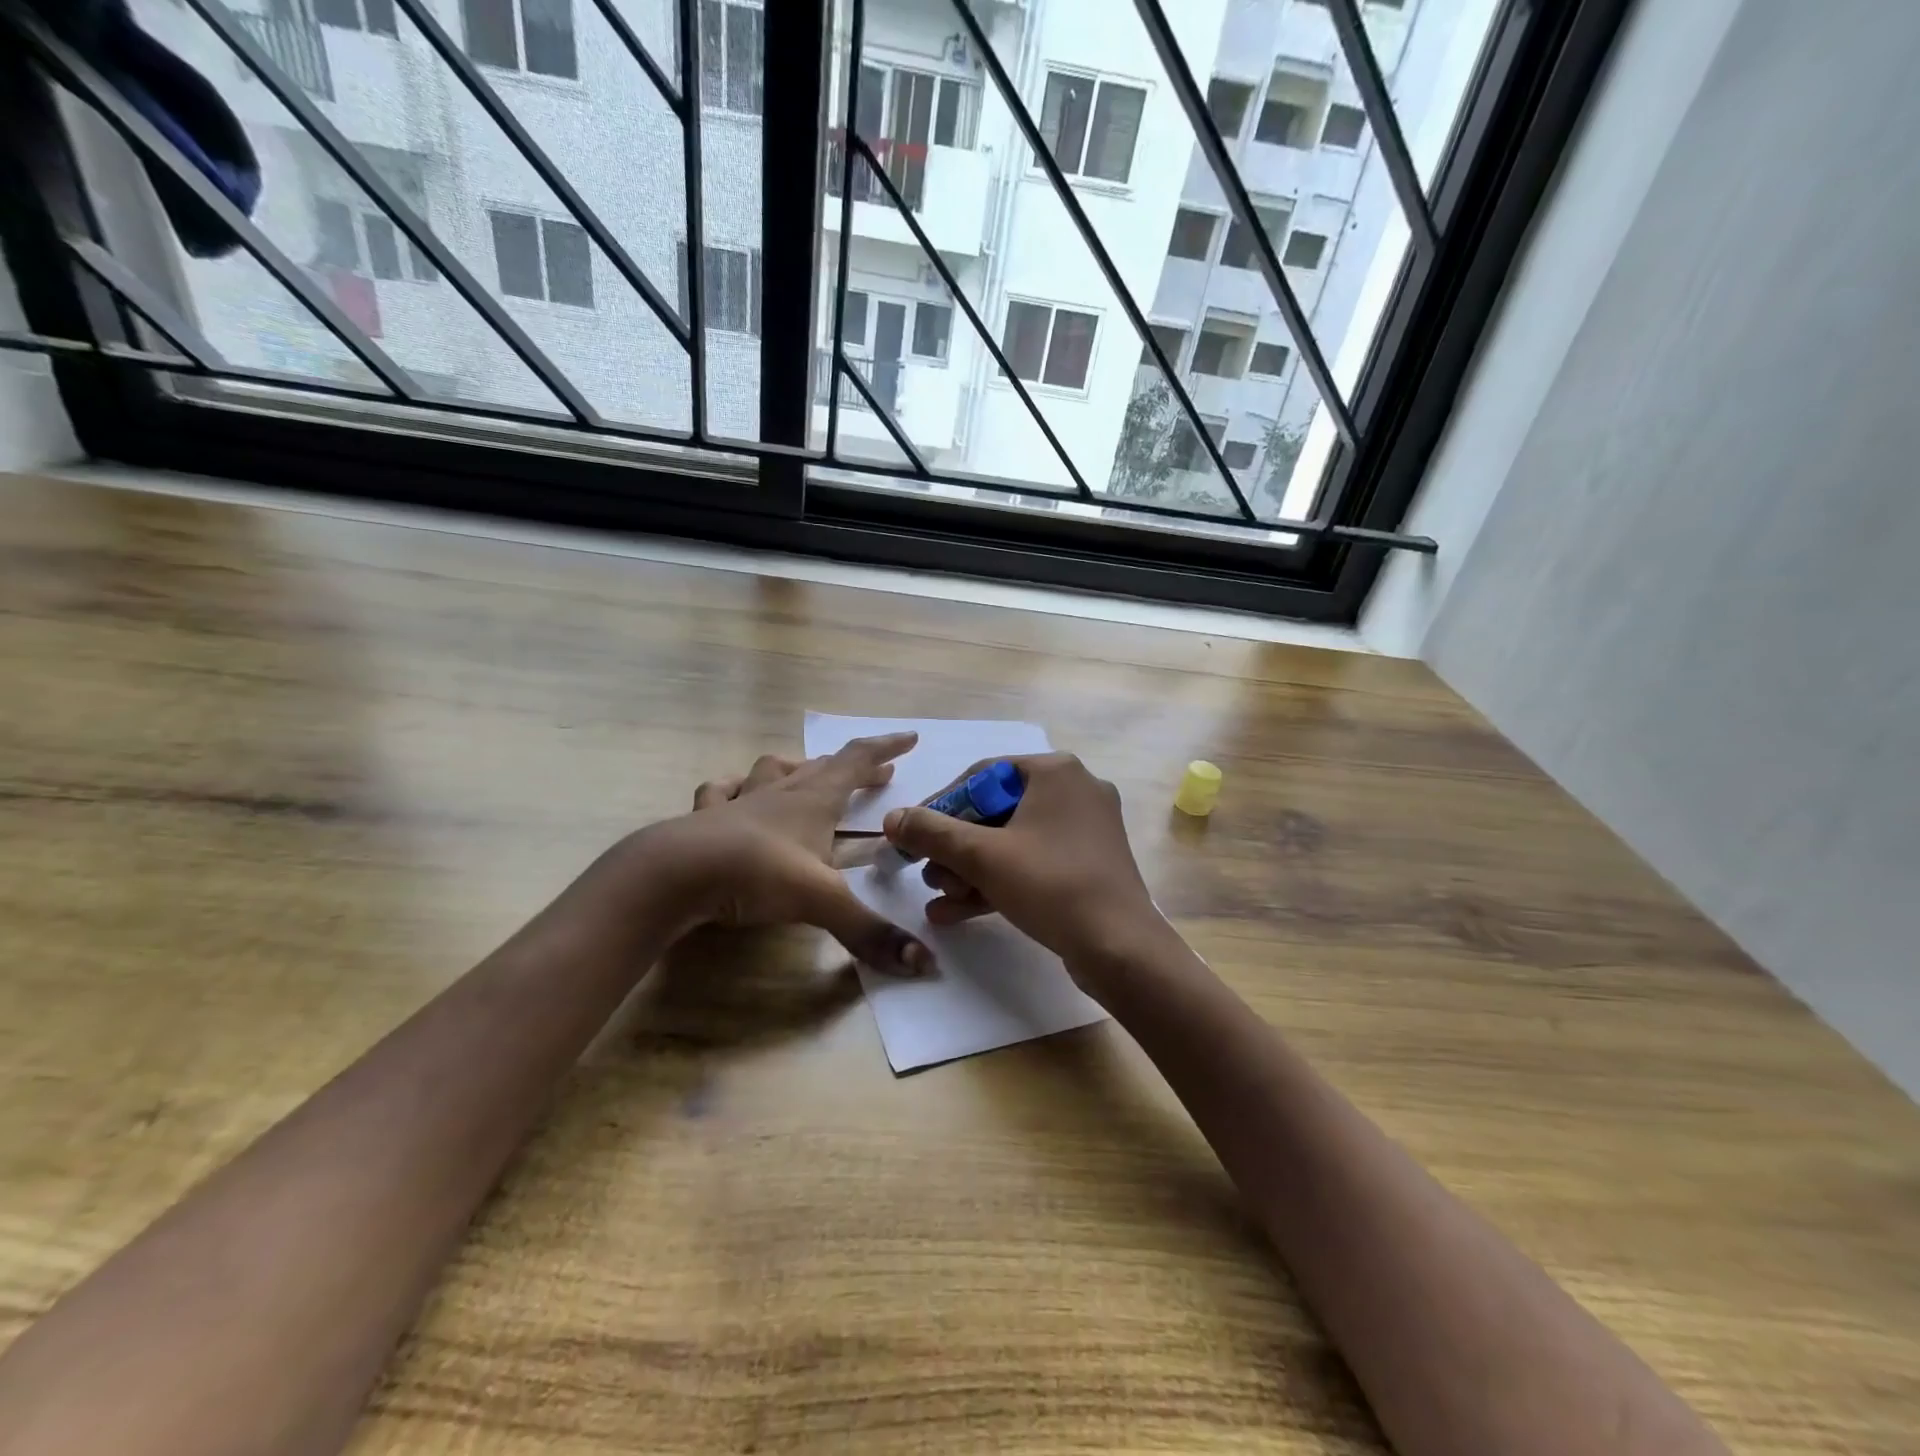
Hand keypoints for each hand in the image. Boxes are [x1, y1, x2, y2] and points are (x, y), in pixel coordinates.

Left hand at [643, 733, 931, 975]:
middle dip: (855, 767)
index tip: (910, 738)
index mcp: (813, 800)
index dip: (885, 747)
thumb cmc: (756, 873)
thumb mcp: (821, 902)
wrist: (674, 873)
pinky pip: (721, 792)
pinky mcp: (705, 819)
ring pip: (773, 772)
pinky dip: (734, 788)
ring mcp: (739, 802)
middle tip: (879, 771)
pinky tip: (733, 792)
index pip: (856, 761)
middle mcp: (780, 793)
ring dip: (797, 769)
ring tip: (808, 772)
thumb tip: (924, 964)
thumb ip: (870, 932)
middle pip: (823, 767)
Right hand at [881, 752, 1172, 988]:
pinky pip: (1033, 863)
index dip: (940, 806)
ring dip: (971, 870)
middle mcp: (1074, 790)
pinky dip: (999, 882)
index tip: (913, 835)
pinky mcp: (1088, 864)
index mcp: (1055, 772)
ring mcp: (1085, 829)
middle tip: (928, 875)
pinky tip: (958, 913)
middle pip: (996, 811)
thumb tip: (892, 817)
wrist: (1120, 948)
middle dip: (956, 849)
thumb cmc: (1051, 885)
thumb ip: (932, 833)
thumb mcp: (983, 857)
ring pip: (1012, 842)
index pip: (981, 776)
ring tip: (940, 899)